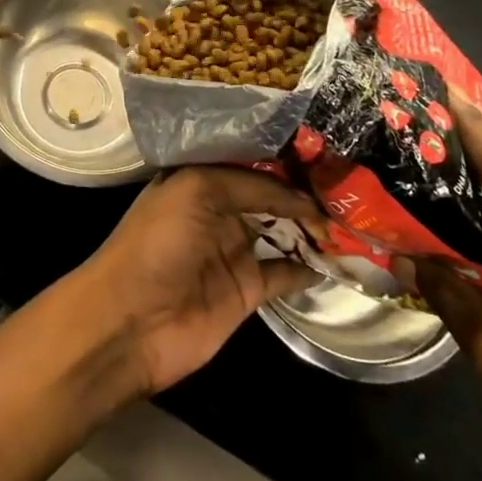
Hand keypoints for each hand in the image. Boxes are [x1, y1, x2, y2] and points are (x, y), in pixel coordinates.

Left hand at [64, 167, 323, 398]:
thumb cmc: (158, 243)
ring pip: (281, 233)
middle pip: (269, 197)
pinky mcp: (246, 290)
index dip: (284, 163)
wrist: (131, 321)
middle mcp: (218, 211)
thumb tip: (300, 196)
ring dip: (310, 229)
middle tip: (347, 190)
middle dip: (302, 193)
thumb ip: (250, 186)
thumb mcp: (197, 192)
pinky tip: (336, 259)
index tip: (324, 159)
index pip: (251, 164)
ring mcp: (233, 251)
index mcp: (199, 180)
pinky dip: (308, 267)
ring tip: (350, 220)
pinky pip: (284, 273)